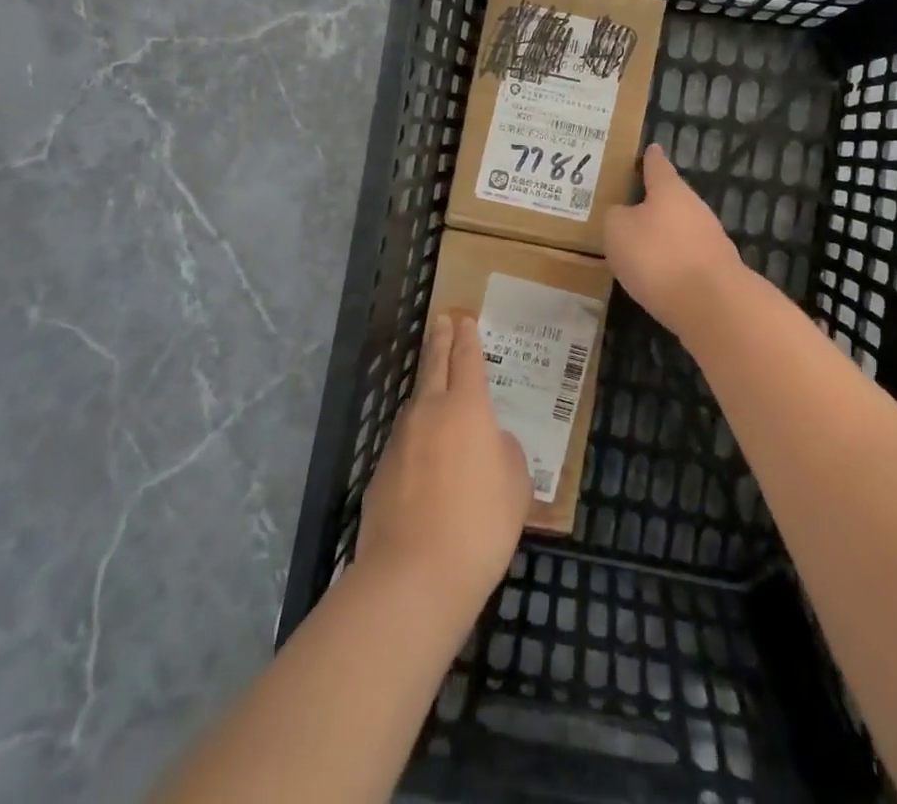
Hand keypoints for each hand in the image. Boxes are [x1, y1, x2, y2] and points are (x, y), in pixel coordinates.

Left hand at [358, 311, 531, 617]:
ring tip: (436, 390)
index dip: (466, 338)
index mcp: (467, 407)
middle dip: (439, 341)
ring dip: (427, 391)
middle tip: (441, 321)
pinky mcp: (381, 475)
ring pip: (416, 405)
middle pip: (433, 366)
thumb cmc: (480, 524)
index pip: (466, 359)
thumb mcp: (515, 484)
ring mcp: (399, 443)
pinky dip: (417, 439)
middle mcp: (429, 413)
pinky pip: (405, 444)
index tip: (464, 319)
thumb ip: (504, 452)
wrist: (414, 576)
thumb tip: (489, 445)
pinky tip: (425, 459)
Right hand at [604, 144, 742, 341]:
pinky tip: (659, 274)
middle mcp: (694, 207)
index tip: (651, 148)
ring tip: (640, 243)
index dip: (650, 158)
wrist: (711, 304)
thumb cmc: (657, 256)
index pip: (657, 166)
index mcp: (670, 190)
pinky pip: (687, 256)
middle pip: (672, 198)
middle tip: (631, 204)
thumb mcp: (618, 231)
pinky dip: (673, 261)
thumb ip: (616, 216)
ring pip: (681, 228)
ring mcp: (710, 239)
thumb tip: (623, 214)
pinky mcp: (717, 269)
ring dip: (664, 234)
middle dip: (654, 201)